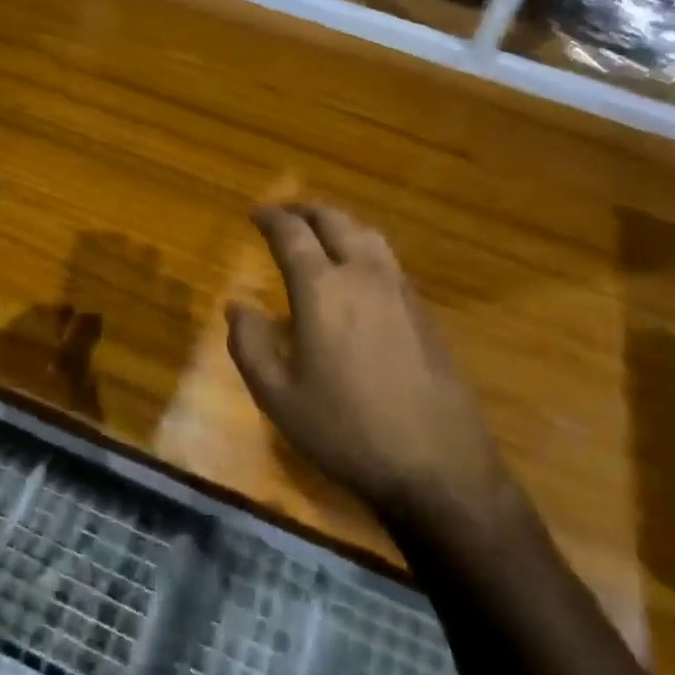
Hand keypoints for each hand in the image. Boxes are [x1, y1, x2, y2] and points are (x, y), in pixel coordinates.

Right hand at [227, 203, 507, 519]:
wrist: (438, 464)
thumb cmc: (347, 431)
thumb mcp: (279, 398)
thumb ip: (250, 345)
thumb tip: (236, 306)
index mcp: (323, 289)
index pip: (292, 234)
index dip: (271, 218)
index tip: (255, 214)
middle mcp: (363, 274)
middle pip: (334, 220)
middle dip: (305, 210)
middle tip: (284, 214)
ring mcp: (400, 288)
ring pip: (367, 232)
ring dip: (338, 222)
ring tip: (320, 232)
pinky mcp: (423, 309)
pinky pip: (387, 257)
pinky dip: (363, 245)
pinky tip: (357, 270)